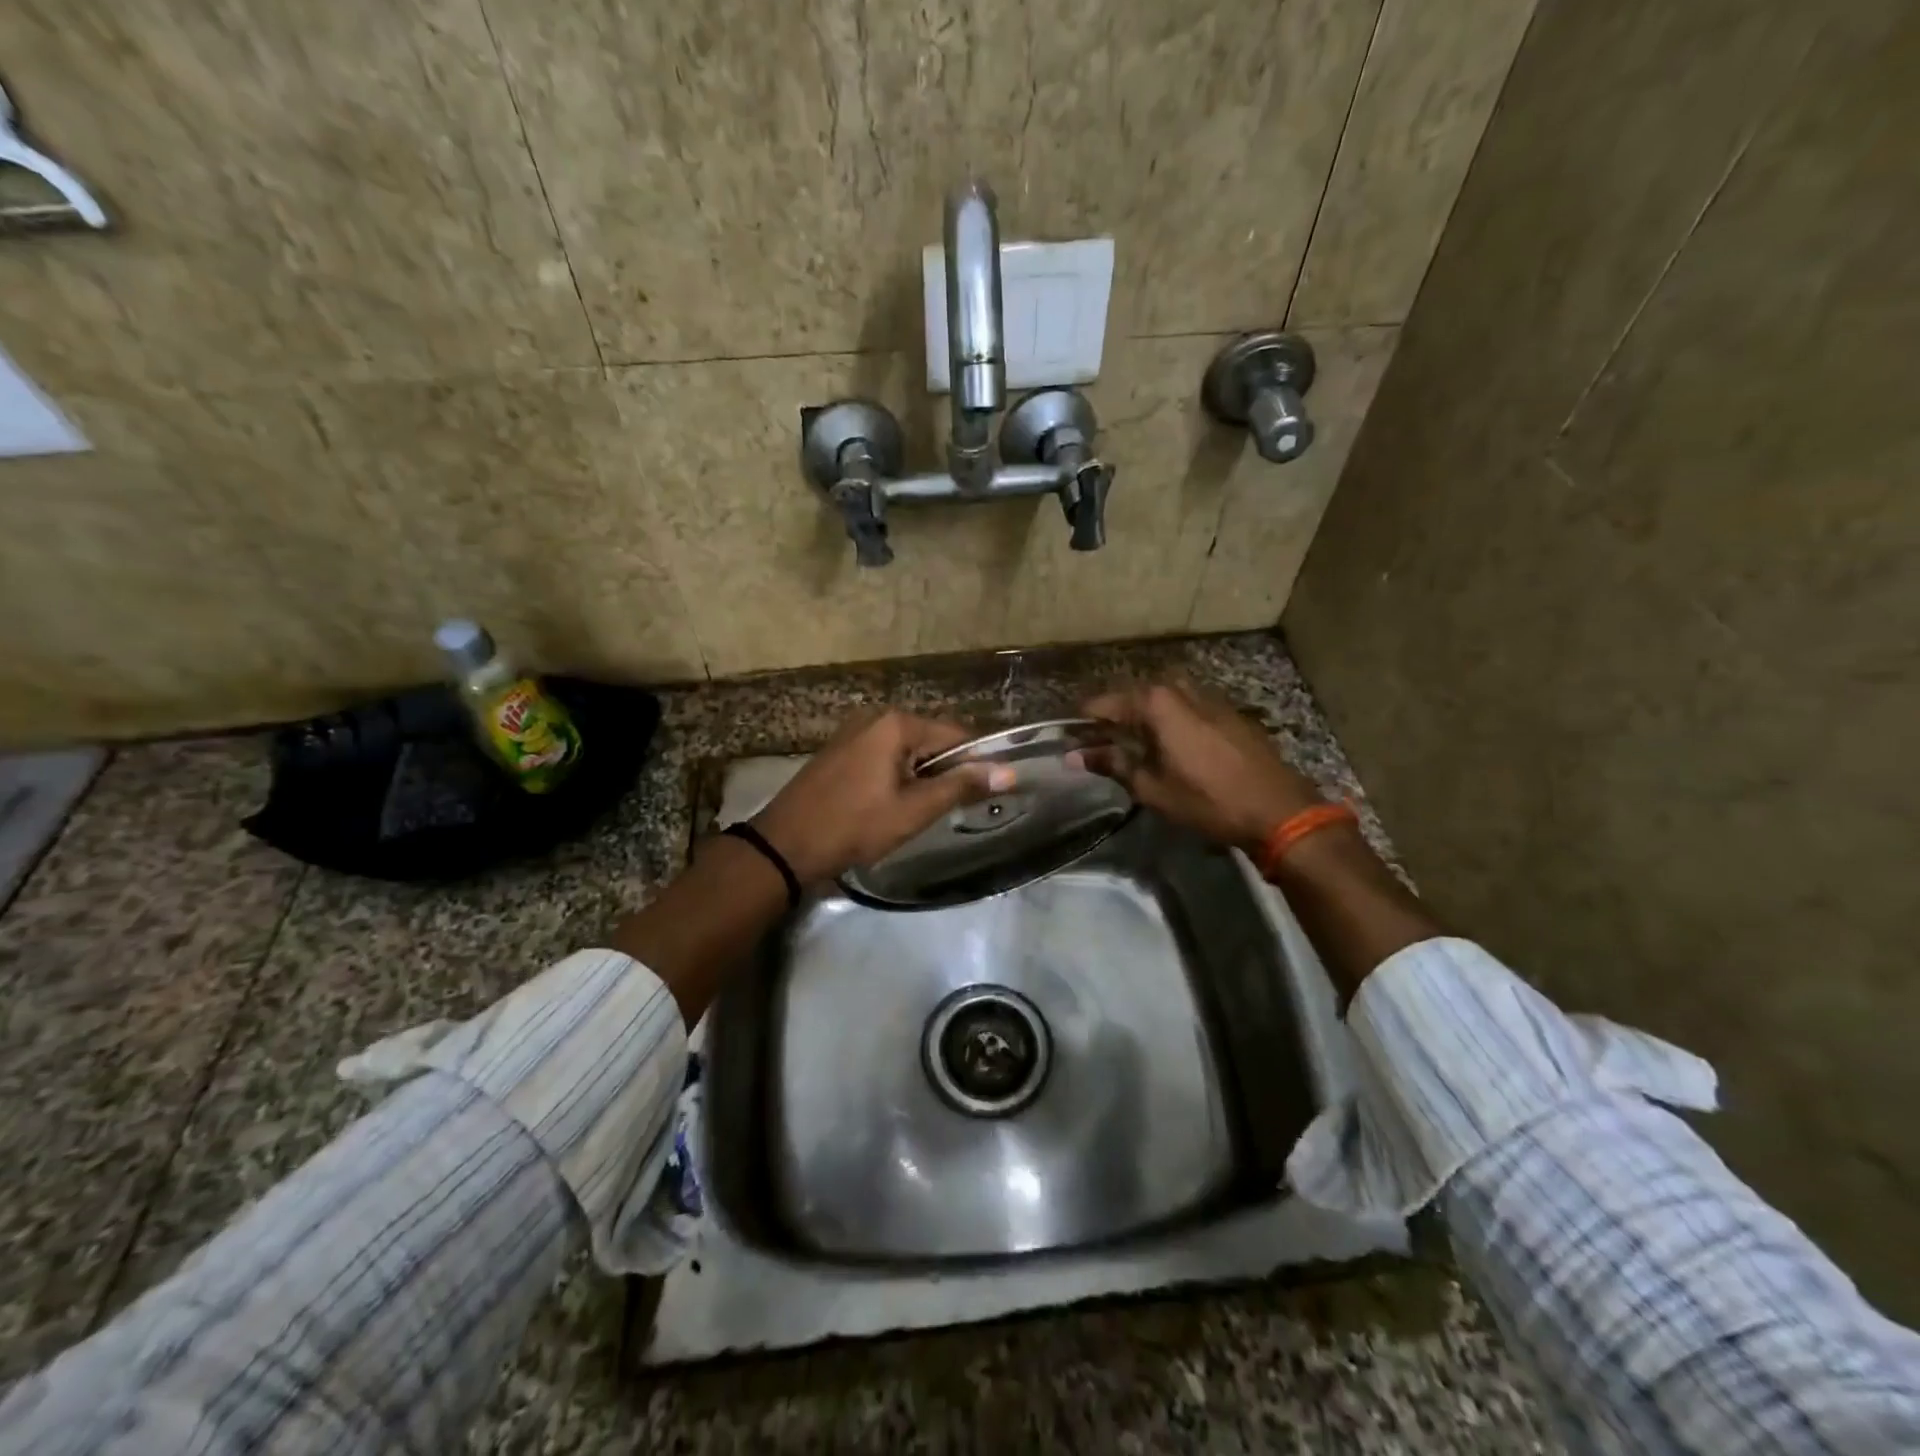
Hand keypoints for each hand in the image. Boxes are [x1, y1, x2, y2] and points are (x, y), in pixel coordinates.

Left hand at [752, 709, 1007, 882]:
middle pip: (931, 739)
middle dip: (947, 770)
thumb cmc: (855, 826)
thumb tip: (1009, 772)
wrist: (785, 845)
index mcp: (896, 723)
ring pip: (907, 750)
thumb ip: (960, 787)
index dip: (977, 762)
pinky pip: (884, 755)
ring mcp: (854, 732)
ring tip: (926, 810)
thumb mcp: (913, 810)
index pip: (956, 735)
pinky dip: (898, 775)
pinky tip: (895, 803)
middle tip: (954, 808)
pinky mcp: (841, 750)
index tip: (989, 792)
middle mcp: (875, 717)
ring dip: (922, 775)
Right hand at [1079, 675, 1322, 853]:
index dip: (1086, 719)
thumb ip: (1113, 764)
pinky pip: (1187, 705)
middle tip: (1099, 739)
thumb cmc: (1208, 800)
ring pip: (1164, 697)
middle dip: (1115, 713)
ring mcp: (1210, 697)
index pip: (1107, 703)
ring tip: (1132, 741)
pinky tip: (1168, 742)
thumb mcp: (1152, 787)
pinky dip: (1170, 718)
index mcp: (1158, 703)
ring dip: (1144, 714)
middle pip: (1136, 694)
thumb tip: (1074, 755)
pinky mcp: (1229, 712)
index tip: (1070, 734)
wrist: (1278, 809)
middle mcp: (1182, 690)